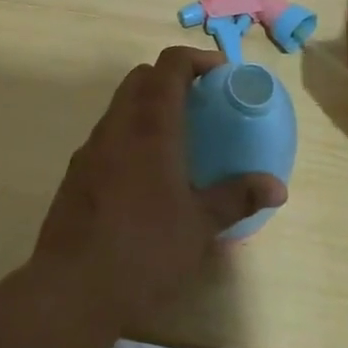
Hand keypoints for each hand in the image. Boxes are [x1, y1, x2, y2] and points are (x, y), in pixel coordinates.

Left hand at [32, 47, 287, 332]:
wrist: (70, 288)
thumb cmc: (144, 251)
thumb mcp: (199, 227)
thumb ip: (236, 198)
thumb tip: (277, 187)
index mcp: (150, 127)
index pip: (169, 65)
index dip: (196, 59)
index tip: (220, 74)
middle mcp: (117, 126)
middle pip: (141, 78)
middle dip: (170, 78)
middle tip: (200, 102)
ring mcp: (91, 148)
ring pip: (120, 105)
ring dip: (147, 106)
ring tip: (176, 139)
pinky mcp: (75, 173)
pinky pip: (107, 135)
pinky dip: (129, 134)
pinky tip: (145, 174)